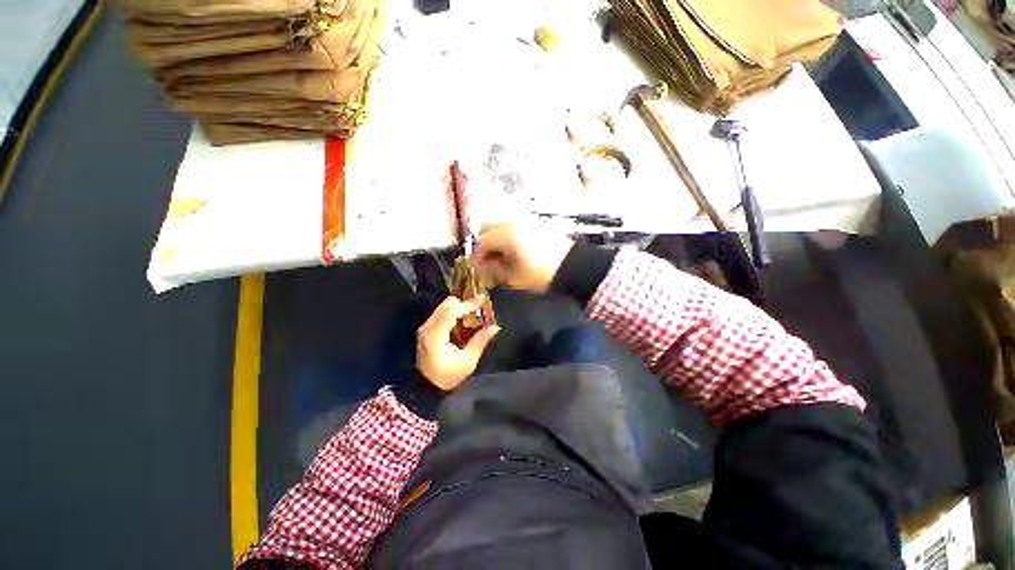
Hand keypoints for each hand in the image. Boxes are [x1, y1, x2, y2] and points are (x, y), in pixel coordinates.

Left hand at [416, 296, 500, 390]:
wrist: (425, 386)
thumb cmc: (447, 376)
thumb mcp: (467, 362)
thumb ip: (480, 341)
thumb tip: (495, 327)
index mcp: (436, 336)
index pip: (451, 311)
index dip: (468, 304)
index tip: (482, 300)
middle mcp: (427, 327)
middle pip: (447, 304)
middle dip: (464, 303)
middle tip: (478, 309)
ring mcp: (425, 327)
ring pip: (443, 306)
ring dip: (459, 307)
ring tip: (472, 316)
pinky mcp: (426, 328)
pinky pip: (441, 312)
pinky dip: (453, 312)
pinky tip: (462, 322)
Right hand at [472, 223, 573, 290]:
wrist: (572, 267)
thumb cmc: (541, 274)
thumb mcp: (514, 277)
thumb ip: (495, 269)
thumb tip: (484, 265)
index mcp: (506, 234)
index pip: (482, 241)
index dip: (477, 255)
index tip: (475, 267)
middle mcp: (513, 221)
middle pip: (487, 226)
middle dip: (483, 242)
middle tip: (485, 260)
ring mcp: (525, 220)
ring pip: (500, 224)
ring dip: (494, 238)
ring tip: (498, 256)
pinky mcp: (535, 223)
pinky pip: (513, 225)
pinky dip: (506, 235)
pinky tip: (511, 250)